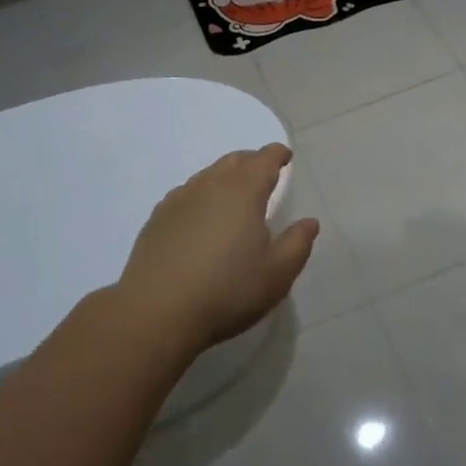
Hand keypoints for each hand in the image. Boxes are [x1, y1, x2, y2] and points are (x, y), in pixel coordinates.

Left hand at [116, 144, 318, 355]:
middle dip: (252, 161)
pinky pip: (186, 194)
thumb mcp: (277, 274)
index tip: (285, 156)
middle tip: (264, 173)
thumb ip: (297, 243)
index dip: (277, 155)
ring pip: (207, 175)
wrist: (157, 311)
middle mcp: (210, 185)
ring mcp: (179, 199)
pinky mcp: (157, 218)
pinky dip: (201, 196)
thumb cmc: (227, 291)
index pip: (264, 159)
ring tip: (234, 196)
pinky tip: (201, 217)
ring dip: (225, 177)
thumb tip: (309, 222)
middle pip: (234, 161)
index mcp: (244, 191)